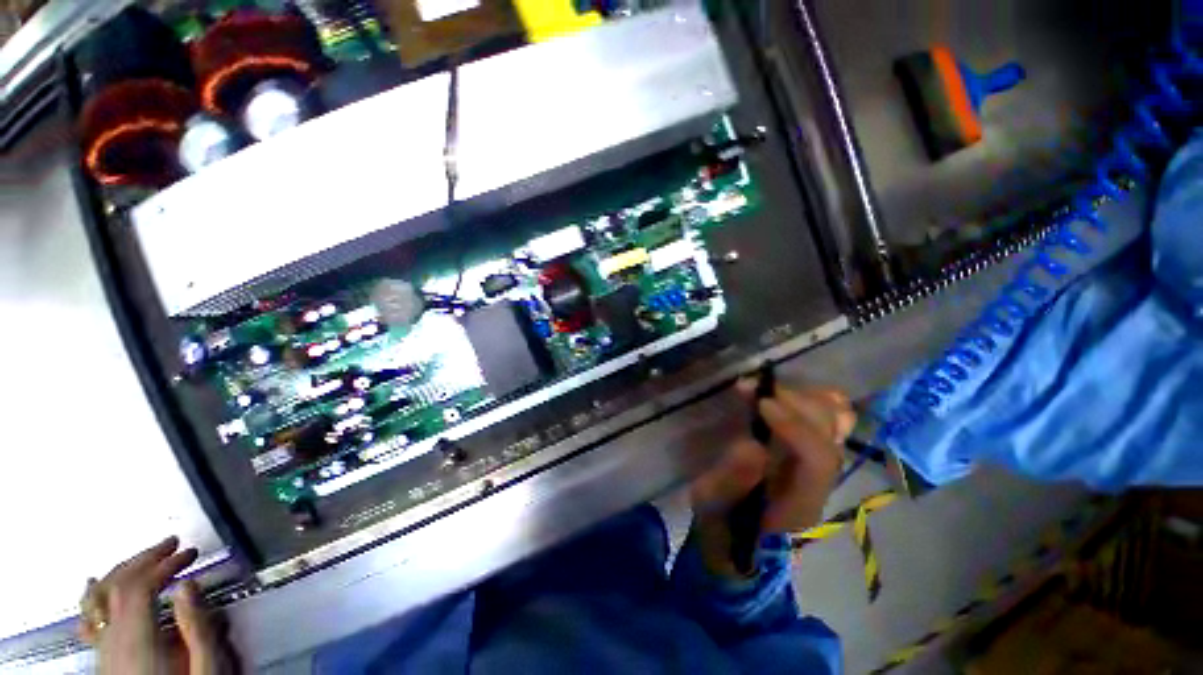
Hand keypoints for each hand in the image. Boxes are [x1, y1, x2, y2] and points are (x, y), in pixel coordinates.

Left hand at [80, 537, 227, 674]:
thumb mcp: (205, 669)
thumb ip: (197, 629)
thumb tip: (189, 585)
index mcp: (138, 641)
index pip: (140, 587)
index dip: (165, 563)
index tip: (192, 552)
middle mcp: (113, 640)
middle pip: (117, 587)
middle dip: (145, 559)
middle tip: (173, 544)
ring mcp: (103, 649)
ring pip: (99, 599)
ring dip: (122, 571)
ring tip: (143, 557)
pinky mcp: (103, 658)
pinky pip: (89, 619)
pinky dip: (94, 596)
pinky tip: (94, 585)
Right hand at [690, 381, 854, 574]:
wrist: (738, 546)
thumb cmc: (722, 530)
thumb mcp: (713, 510)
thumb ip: (731, 482)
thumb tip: (752, 446)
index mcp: (798, 503)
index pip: (817, 460)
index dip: (795, 427)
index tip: (761, 404)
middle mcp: (818, 483)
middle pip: (830, 435)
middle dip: (795, 404)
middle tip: (755, 391)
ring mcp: (816, 468)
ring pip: (834, 424)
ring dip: (800, 398)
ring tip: (763, 389)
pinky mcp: (806, 457)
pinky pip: (825, 422)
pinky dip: (810, 401)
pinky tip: (783, 394)